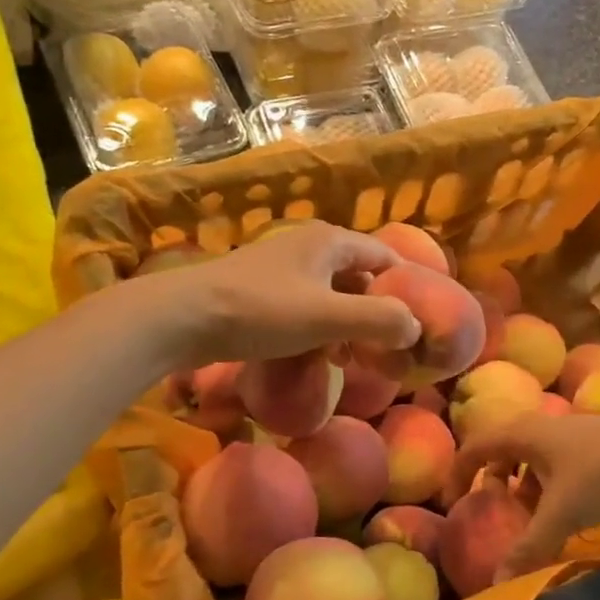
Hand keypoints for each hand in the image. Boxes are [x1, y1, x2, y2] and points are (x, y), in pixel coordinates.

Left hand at [139, 222, 421, 368]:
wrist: (181, 318)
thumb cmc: (261, 311)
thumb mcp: (327, 317)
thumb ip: (378, 320)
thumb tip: (416, 328)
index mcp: (329, 242)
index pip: (384, 256)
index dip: (405, 287)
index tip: (418, 321)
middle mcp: (308, 246)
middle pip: (358, 276)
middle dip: (375, 311)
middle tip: (388, 346)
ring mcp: (280, 268)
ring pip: (330, 293)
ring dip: (347, 324)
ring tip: (354, 358)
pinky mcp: (259, 290)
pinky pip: (304, 306)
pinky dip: (319, 328)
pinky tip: (317, 356)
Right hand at [448, 411, 599, 580]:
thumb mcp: (562, 515)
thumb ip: (530, 548)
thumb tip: (498, 581)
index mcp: (523, 434)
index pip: (475, 447)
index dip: (458, 474)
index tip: (453, 503)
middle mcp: (540, 427)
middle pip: (503, 450)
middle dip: (494, 481)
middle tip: (495, 511)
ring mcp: (569, 432)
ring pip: (532, 457)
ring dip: (525, 486)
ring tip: (534, 518)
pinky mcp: (593, 441)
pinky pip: (556, 462)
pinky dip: (549, 485)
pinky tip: (568, 511)